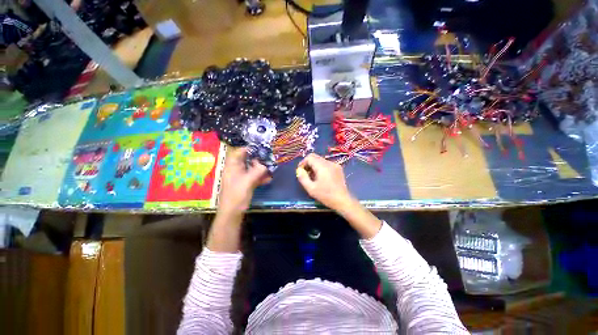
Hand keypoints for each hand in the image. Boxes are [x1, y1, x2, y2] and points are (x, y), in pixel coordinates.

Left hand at [218, 147, 269, 216]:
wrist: (232, 213)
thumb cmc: (237, 195)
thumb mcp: (247, 181)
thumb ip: (257, 171)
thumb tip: (265, 164)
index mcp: (232, 167)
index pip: (239, 152)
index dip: (249, 149)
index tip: (261, 148)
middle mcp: (237, 170)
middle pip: (247, 160)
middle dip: (258, 159)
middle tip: (269, 158)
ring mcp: (242, 178)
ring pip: (252, 169)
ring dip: (261, 169)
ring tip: (272, 167)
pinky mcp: (246, 184)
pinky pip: (254, 177)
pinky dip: (261, 177)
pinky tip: (269, 178)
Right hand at [296, 153, 353, 210]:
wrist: (342, 200)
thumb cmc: (326, 195)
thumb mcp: (311, 189)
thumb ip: (303, 178)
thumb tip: (299, 170)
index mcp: (322, 166)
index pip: (310, 157)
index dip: (303, 162)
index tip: (301, 171)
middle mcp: (329, 163)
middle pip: (315, 157)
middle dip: (308, 164)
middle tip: (305, 174)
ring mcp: (335, 165)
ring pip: (321, 160)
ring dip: (314, 166)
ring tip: (313, 177)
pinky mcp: (338, 168)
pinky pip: (326, 164)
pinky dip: (321, 168)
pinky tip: (321, 178)